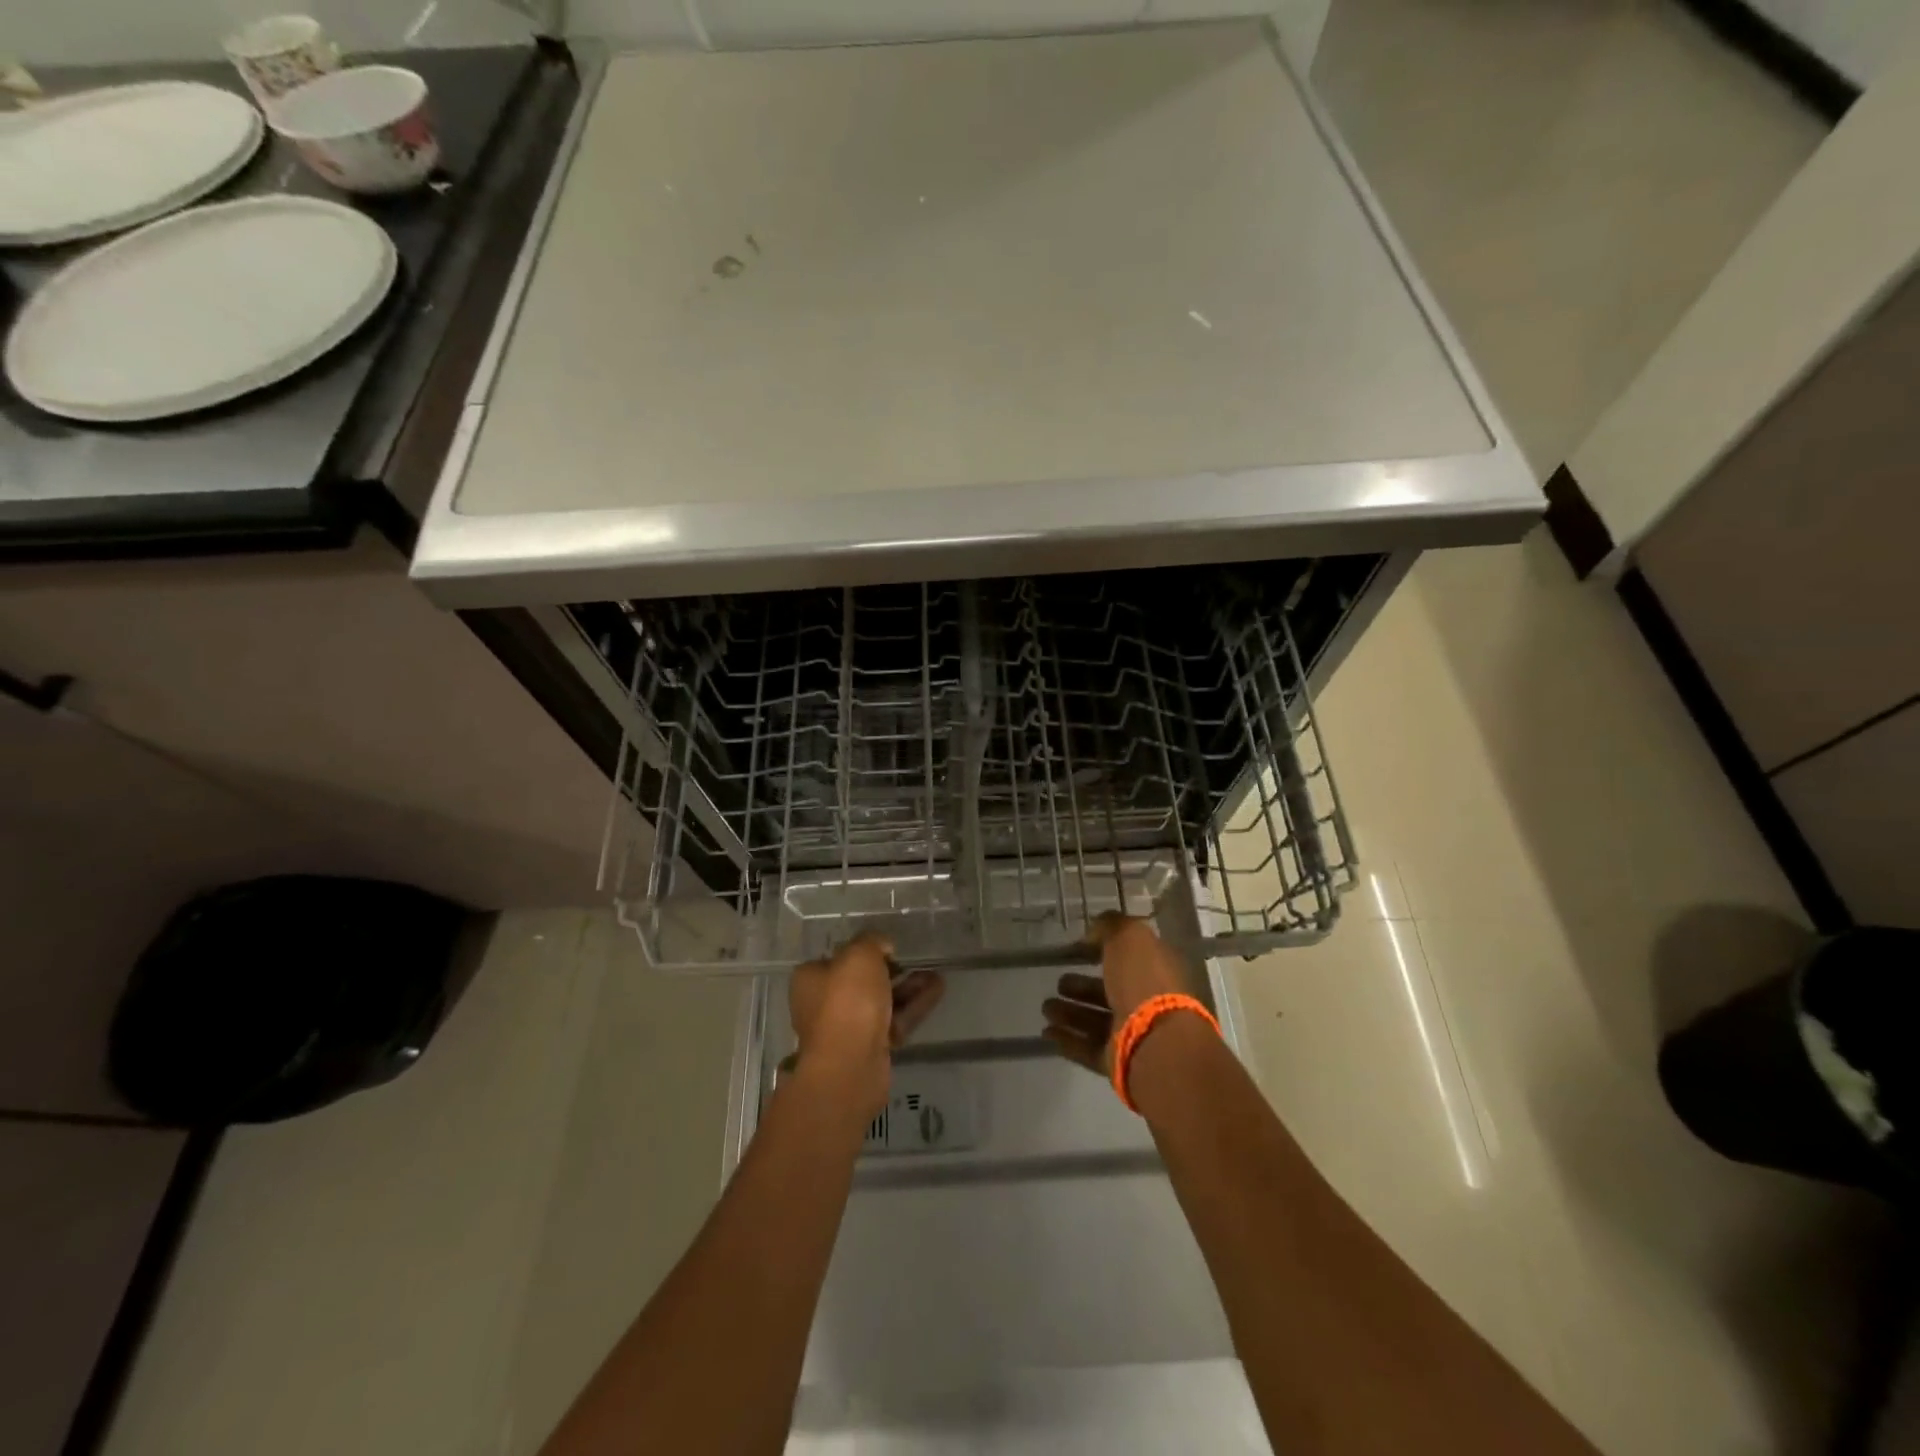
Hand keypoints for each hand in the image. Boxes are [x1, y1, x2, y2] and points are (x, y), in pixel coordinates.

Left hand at [789, 933, 943, 1117]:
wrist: (850, 1065)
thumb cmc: (847, 1001)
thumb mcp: (860, 954)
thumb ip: (872, 942)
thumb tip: (882, 946)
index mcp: (810, 979)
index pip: (836, 958)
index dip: (862, 950)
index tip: (888, 948)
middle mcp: (823, 1004)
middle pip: (861, 981)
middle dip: (892, 970)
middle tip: (915, 960)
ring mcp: (847, 1029)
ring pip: (882, 1002)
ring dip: (908, 988)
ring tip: (935, 975)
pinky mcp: (869, 1049)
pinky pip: (895, 1020)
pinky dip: (914, 1006)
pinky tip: (937, 991)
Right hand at [1041, 914, 1190, 1073]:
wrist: (1155, 1041)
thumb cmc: (1144, 981)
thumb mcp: (1129, 937)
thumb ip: (1110, 926)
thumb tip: (1092, 934)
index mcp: (1156, 971)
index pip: (1129, 958)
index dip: (1104, 951)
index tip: (1078, 949)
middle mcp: (1147, 1002)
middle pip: (1110, 992)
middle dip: (1081, 987)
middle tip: (1058, 982)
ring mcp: (1134, 1035)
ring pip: (1096, 1021)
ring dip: (1070, 1013)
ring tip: (1046, 1008)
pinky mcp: (1118, 1061)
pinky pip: (1088, 1048)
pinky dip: (1068, 1039)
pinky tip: (1047, 1032)